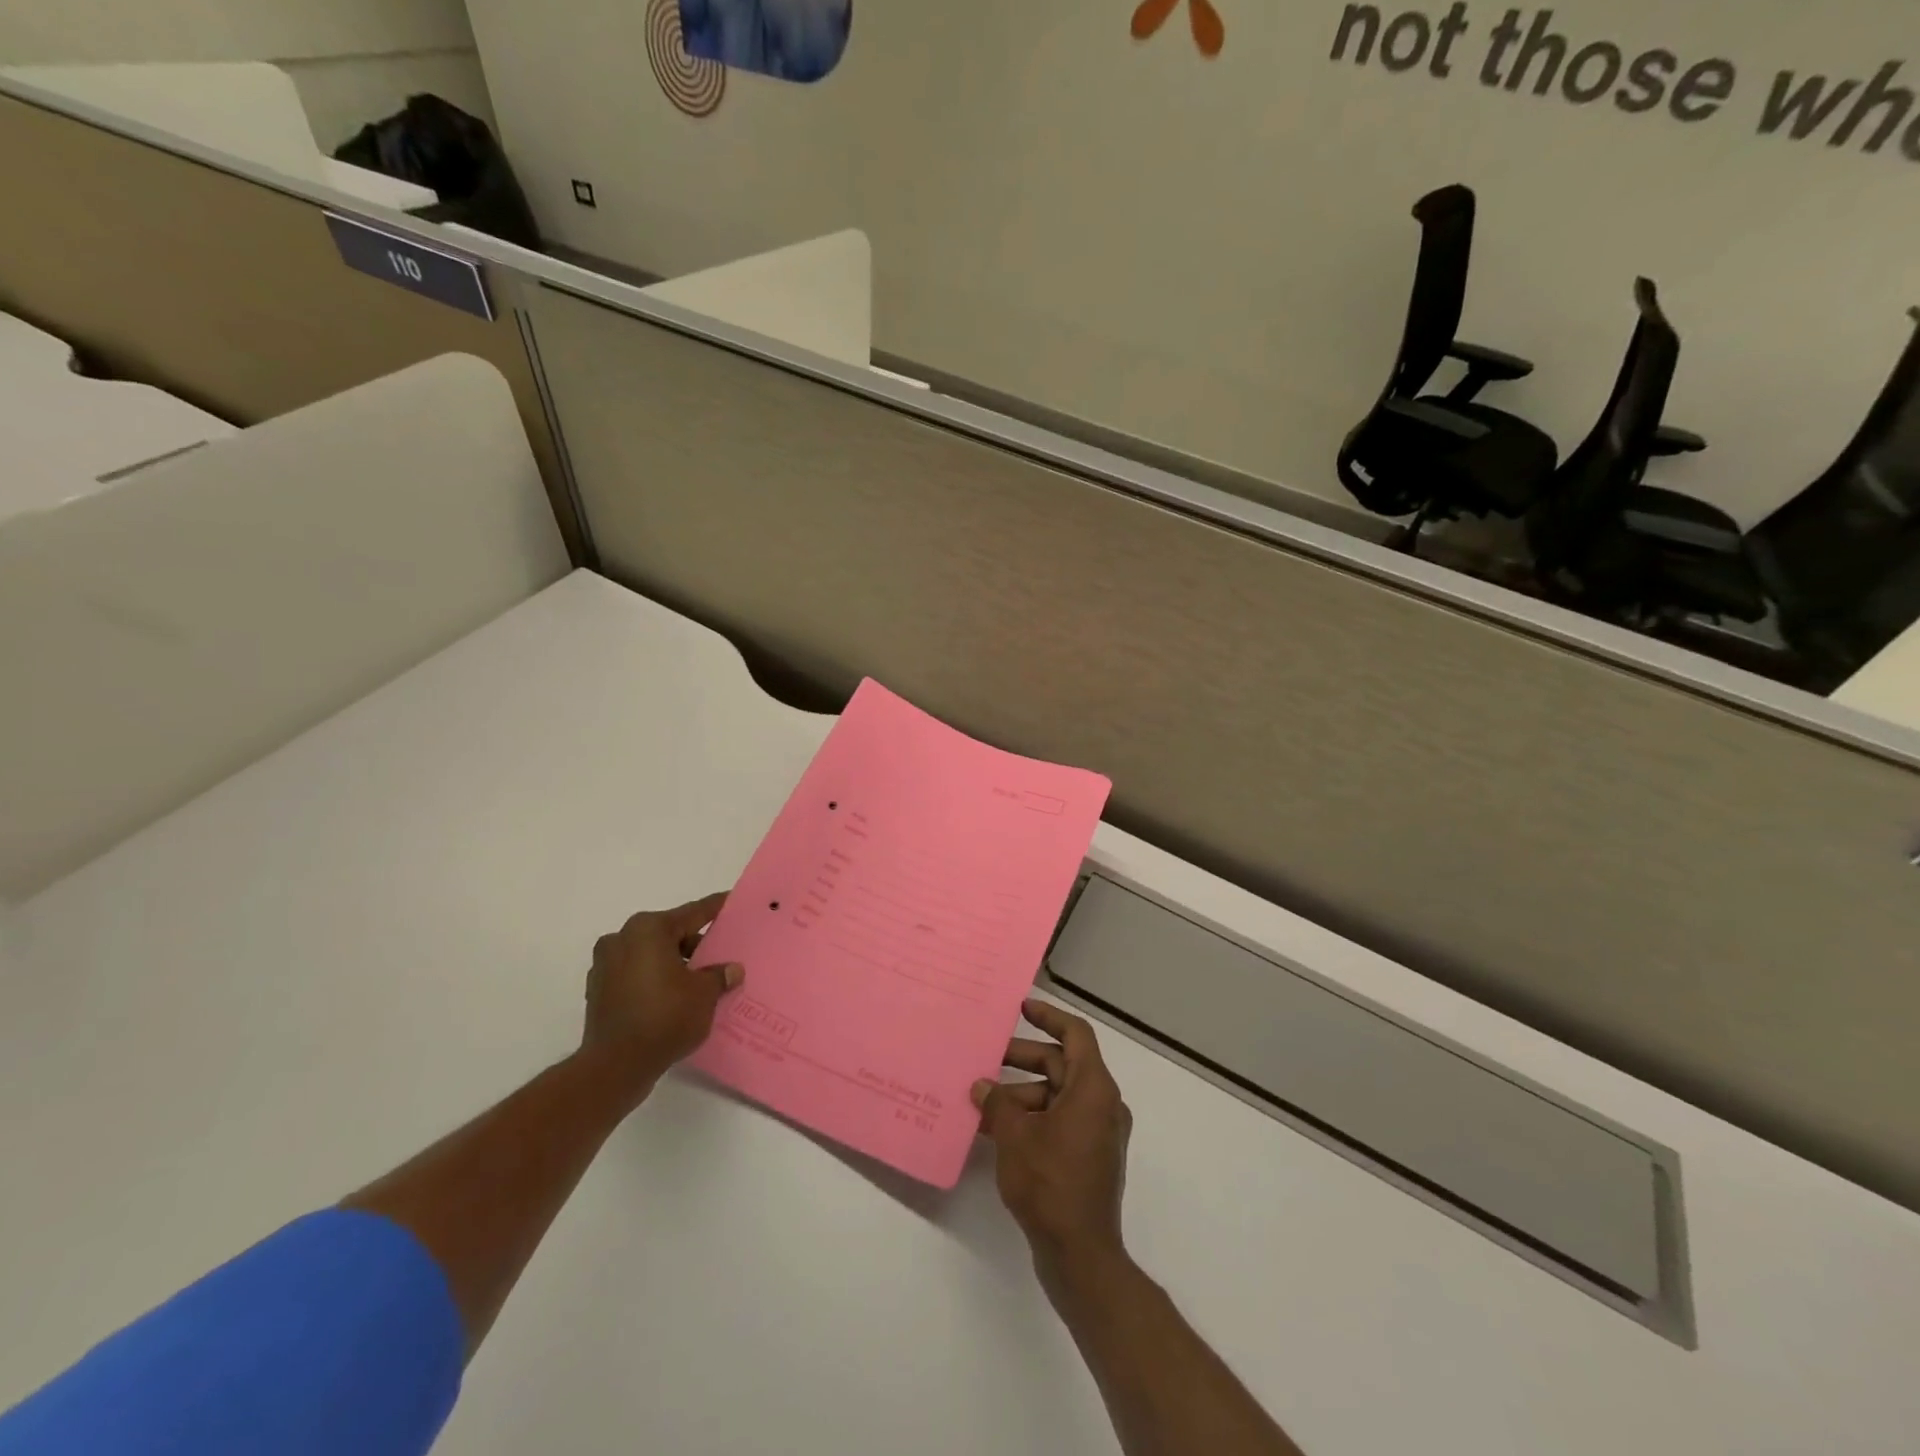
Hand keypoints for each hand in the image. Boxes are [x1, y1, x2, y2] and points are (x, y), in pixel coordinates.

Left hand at [583, 893, 742, 1091]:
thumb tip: (731, 969)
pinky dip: (654, 980)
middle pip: (668, 933)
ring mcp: (605, 965)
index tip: (730, 901)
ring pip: (650, 955)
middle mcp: (622, 939)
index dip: (714, 908)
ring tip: (698, 982)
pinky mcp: (598, 991)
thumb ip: (719, 975)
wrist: (615, 1066)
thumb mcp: (704, 994)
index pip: (692, 913)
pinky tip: (673, 998)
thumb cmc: (665, 1017)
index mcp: (649, 929)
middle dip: (693, 944)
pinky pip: (635, 975)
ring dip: (673, 964)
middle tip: (719, 956)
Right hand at [972, 1000, 1132, 1280]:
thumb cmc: (1050, 1184)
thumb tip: (983, 1086)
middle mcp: (1103, 1104)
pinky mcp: (1089, 1158)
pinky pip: (1059, 1121)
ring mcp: (1098, 1133)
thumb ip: (997, 1103)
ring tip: (982, 1101)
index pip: (1076, 1034)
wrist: (1081, 1256)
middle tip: (988, 1058)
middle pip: (1062, 1065)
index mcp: (1094, 1088)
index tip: (1021, 1008)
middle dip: (1023, 1059)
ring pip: (1057, 1095)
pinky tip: (996, 1130)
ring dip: (1022, 1093)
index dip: (1049, 1016)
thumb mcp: (1015, 1136)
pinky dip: (1032, 1118)